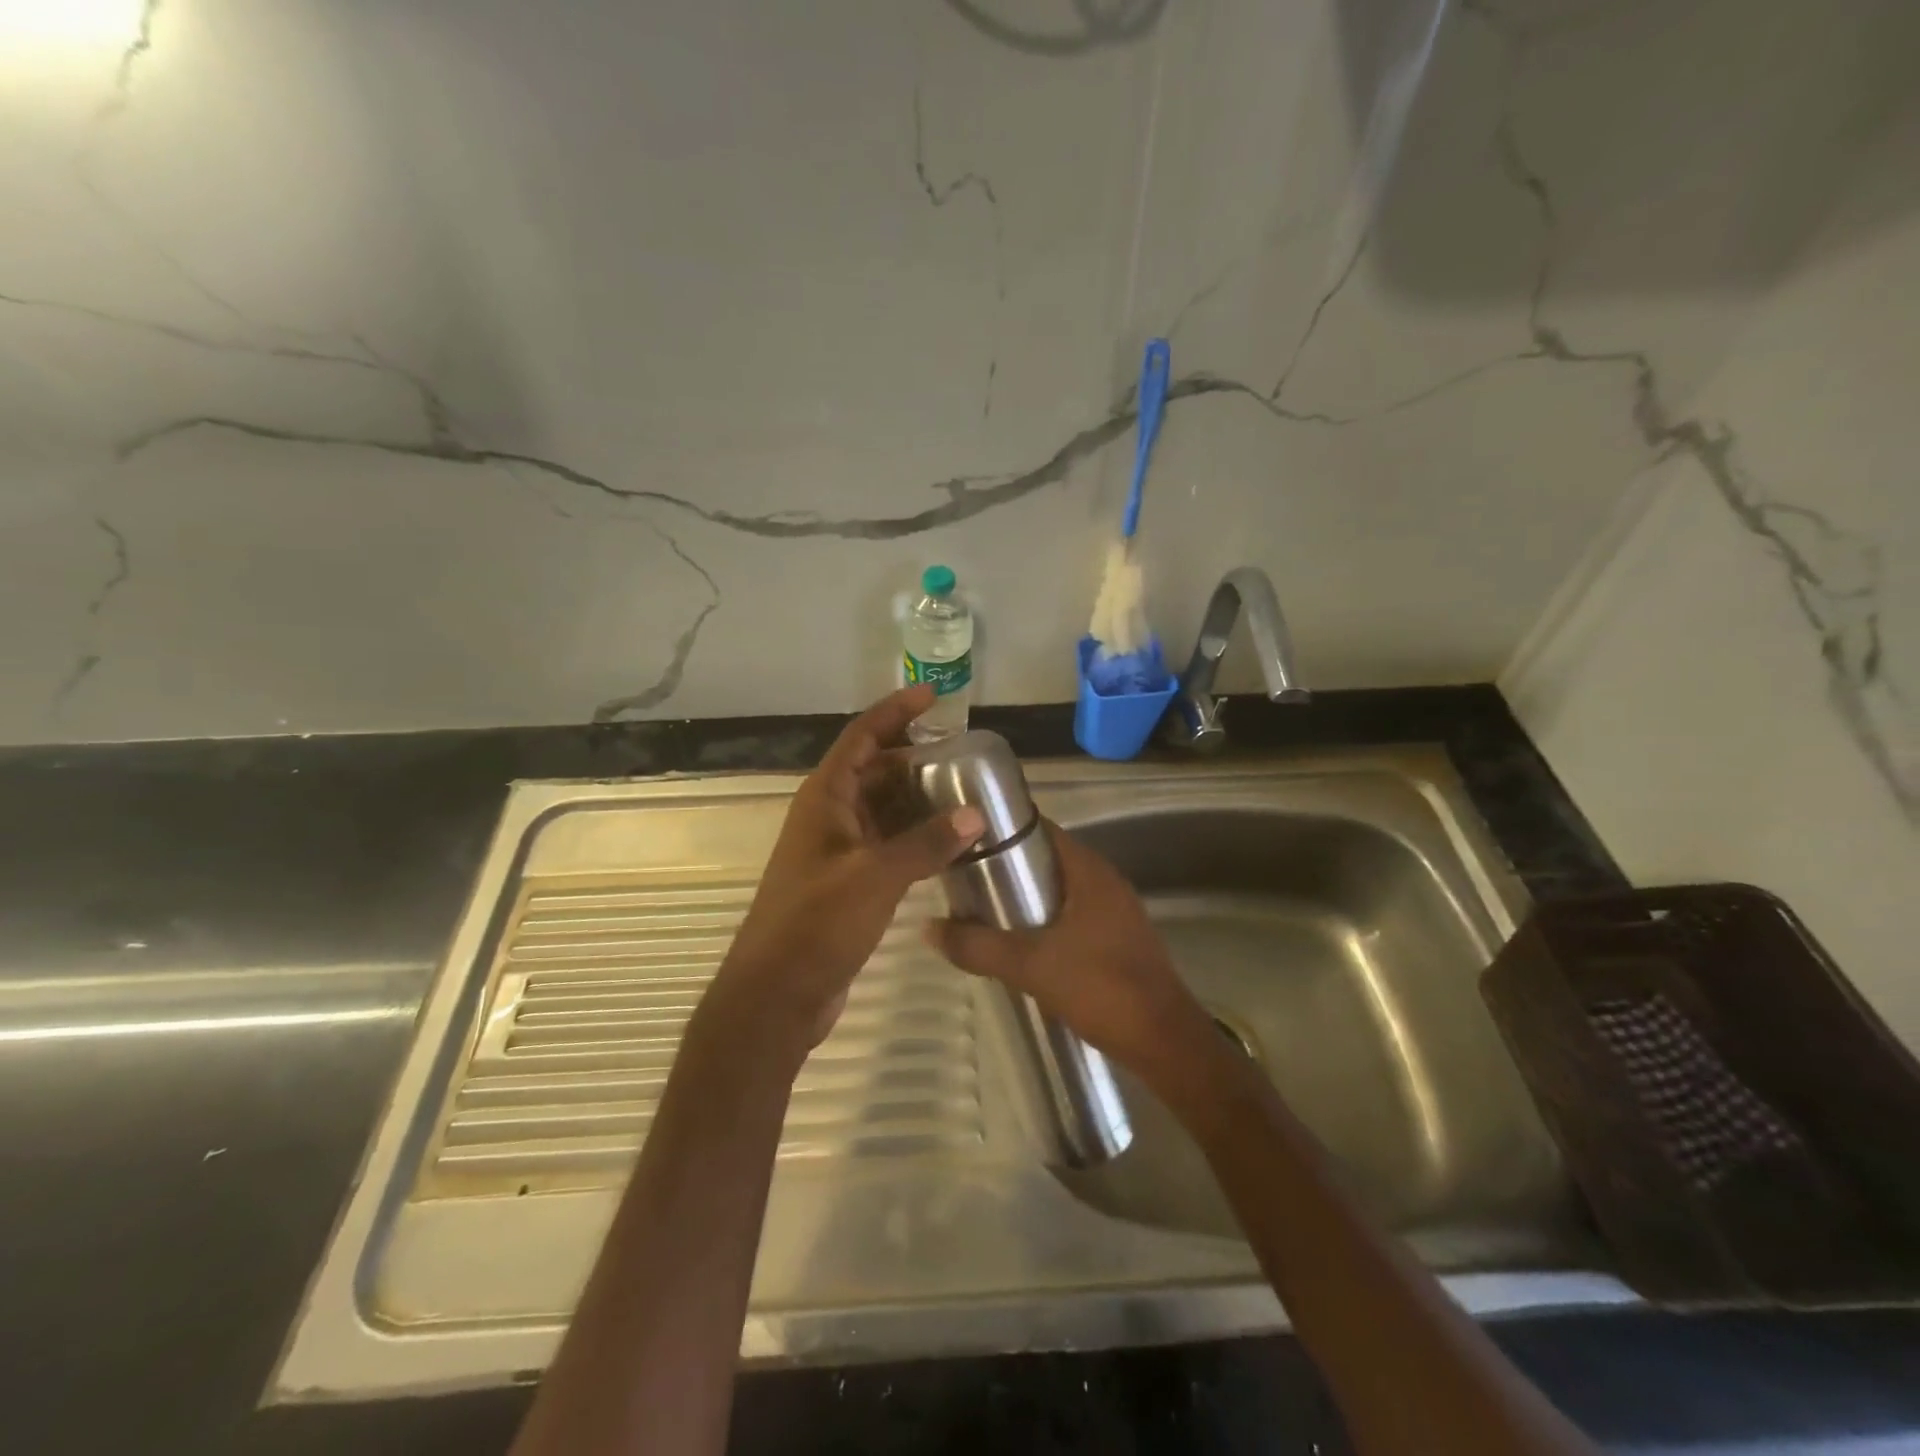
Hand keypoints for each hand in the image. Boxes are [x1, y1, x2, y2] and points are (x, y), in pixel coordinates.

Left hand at [709, 685, 985, 1056]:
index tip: (931, 696)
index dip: (894, 712)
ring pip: (883, 809)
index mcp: (825, 799)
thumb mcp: (875, 878)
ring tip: (966, 794)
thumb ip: (926, 844)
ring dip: (918, 800)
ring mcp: (838, 851)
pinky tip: (949, 844)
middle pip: (875, 770)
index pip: (861, 738)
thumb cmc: (816, 925)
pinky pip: (887, 844)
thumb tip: (974, 815)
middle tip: (962, 754)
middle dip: (914, 757)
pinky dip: (915, 838)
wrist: (777, 995)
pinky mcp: (849, 882)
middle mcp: (830, 816)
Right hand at [925, 822, 1214, 1078]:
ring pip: (1061, 890)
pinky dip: (1045, 920)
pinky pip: (1073, 915)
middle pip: (1049, 859)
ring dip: (1026, 897)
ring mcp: (1116, 912)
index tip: (966, 839)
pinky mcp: (1118, 940)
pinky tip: (1020, 943)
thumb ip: (978, 945)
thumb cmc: (1101, 988)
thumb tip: (927, 927)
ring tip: (983, 908)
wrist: (1165, 1043)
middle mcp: (1105, 882)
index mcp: (1089, 872)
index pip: (1042, 829)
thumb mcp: (1030, 965)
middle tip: (964, 878)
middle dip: (1008, 867)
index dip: (1004, 829)